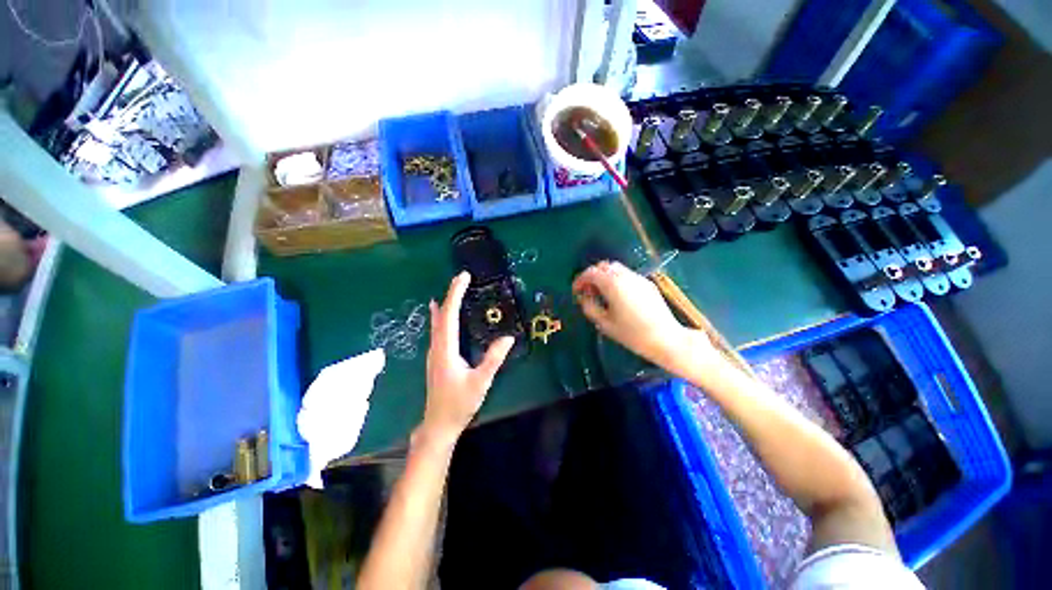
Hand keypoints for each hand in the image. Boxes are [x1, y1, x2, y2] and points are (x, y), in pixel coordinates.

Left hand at [421, 272, 514, 444]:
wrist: (438, 424)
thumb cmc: (459, 403)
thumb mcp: (480, 382)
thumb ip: (493, 359)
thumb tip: (508, 337)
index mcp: (446, 349)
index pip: (449, 315)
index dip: (455, 294)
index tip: (463, 277)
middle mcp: (437, 347)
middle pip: (442, 314)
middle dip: (451, 294)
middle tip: (462, 278)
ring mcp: (434, 352)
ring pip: (438, 322)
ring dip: (446, 303)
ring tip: (453, 289)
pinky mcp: (437, 358)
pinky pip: (438, 330)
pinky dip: (442, 316)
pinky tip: (440, 313)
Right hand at [573, 261, 715, 369]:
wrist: (666, 338)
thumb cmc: (632, 334)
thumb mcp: (604, 323)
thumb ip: (590, 307)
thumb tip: (584, 297)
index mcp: (612, 284)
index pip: (591, 273)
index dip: (580, 280)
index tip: (576, 291)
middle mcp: (625, 276)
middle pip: (603, 266)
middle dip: (592, 276)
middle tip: (588, 291)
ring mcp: (638, 278)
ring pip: (616, 268)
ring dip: (604, 276)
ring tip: (602, 293)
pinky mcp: (647, 283)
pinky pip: (627, 275)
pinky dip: (616, 279)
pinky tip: (618, 296)